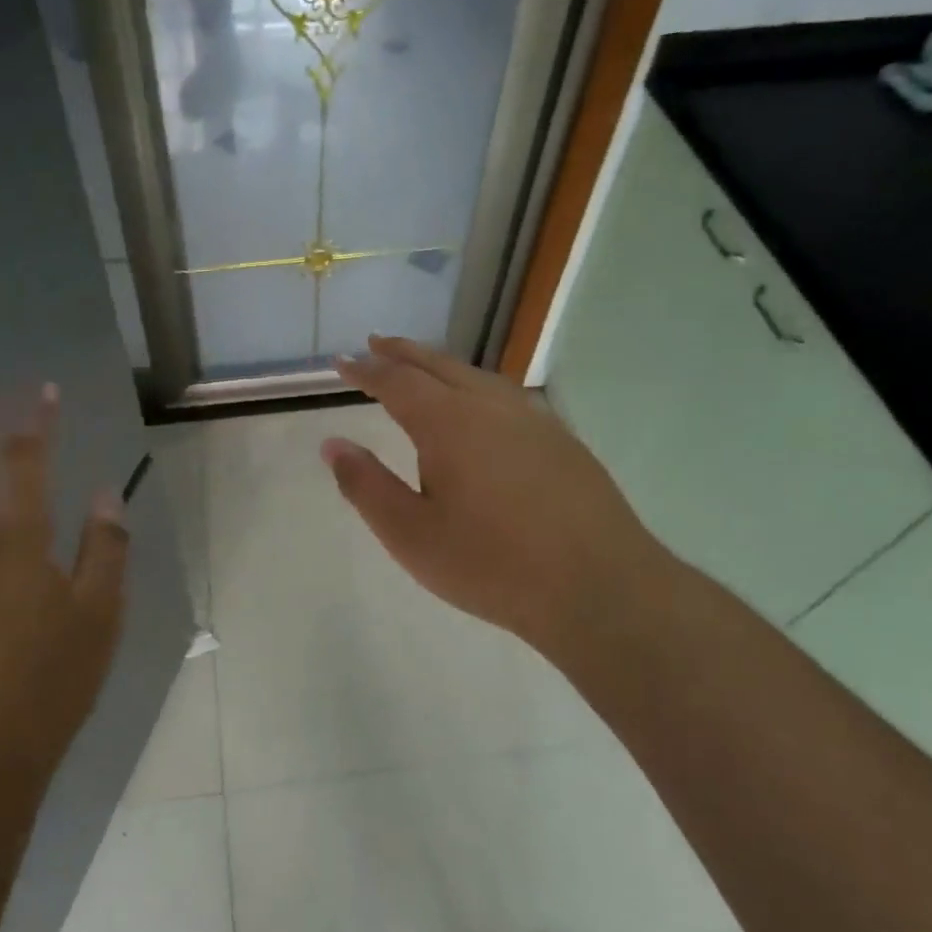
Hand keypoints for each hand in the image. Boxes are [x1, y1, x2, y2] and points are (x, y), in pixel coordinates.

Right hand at [325, 336, 678, 669]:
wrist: (599, 587)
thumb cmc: (491, 565)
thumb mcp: (410, 535)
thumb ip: (366, 485)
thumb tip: (332, 444)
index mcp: (448, 423)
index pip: (396, 381)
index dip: (366, 370)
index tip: (342, 361)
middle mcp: (490, 406)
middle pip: (439, 365)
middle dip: (403, 353)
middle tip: (376, 344)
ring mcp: (533, 420)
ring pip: (477, 376)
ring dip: (441, 366)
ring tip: (422, 368)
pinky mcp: (562, 440)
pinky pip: (506, 395)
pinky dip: (476, 386)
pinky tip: (480, 406)